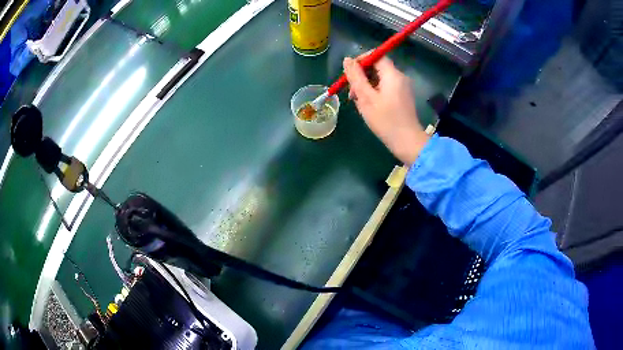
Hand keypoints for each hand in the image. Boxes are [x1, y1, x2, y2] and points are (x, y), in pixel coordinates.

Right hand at [343, 56, 429, 164]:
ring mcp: (403, 88)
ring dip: (367, 86)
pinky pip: (386, 88)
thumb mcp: (366, 97)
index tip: (350, 72)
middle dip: (362, 76)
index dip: (361, 60)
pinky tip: (369, 107)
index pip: (377, 55)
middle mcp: (400, 77)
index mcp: (393, 74)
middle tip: (351, 92)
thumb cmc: (386, 120)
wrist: (407, 142)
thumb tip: (347, 59)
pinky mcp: (403, 98)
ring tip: (358, 102)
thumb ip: (356, 77)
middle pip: (378, 67)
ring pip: (380, 79)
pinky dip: (375, 93)